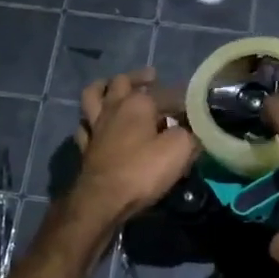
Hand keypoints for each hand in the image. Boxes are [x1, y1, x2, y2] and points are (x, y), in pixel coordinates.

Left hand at [72, 69, 200, 226]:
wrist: (103, 200)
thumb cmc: (143, 170)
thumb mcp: (180, 150)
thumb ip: (189, 133)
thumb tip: (191, 129)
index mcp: (137, 103)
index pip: (164, 92)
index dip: (180, 97)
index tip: (193, 105)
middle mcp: (113, 107)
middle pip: (121, 82)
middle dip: (138, 78)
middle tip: (151, 78)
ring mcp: (95, 126)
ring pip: (93, 96)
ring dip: (104, 88)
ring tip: (113, 88)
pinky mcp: (85, 146)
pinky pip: (85, 125)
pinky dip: (91, 120)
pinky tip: (97, 124)